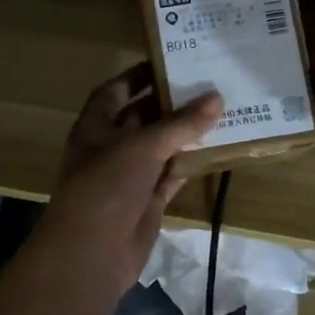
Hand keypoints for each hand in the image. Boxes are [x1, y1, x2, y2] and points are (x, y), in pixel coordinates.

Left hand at [34, 64, 222, 294]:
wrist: (92, 253)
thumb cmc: (106, 187)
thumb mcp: (143, 147)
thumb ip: (181, 124)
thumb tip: (217, 97)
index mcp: (96, 126)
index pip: (116, 91)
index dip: (139, 75)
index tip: (170, 61)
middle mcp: (112, 146)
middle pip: (144, 116)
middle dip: (171, 102)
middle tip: (207, 81)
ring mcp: (131, 175)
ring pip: (162, 146)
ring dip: (186, 133)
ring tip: (221, 108)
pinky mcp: (149, 199)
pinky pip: (174, 173)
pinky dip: (192, 162)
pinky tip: (218, 147)